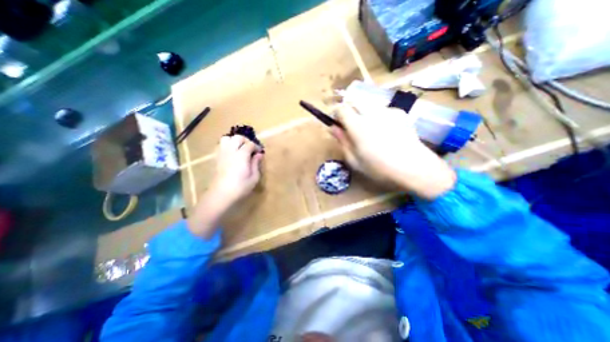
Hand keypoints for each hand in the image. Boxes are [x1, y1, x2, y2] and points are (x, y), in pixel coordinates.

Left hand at [185, 134, 262, 237]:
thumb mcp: (254, 177)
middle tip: (251, 148)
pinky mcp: (217, 158)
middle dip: (246, 140)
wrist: (221, 194)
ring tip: (240, 148)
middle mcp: (231, 151)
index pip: (250, 144)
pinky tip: (232, 153)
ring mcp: (222, 153)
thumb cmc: (241, 187)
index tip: (259, 152)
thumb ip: (256, 163)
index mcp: (242, 155)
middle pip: (238, 137)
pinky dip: (227, 145)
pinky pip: (221, 145)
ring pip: (227, 138)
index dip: (256, 146)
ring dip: (235, 141)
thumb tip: (259, 154)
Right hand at [332, 102, 454, 200]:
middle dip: (349, 111)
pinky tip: (386, 131)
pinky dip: (379, 116)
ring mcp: (387, 111)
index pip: (341, 108)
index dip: (336, 114)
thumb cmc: (379, 168)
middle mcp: (371, 113)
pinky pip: (383, 110)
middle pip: (355, 101)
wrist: (414, 167)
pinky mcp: (400, 113)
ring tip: (370, 131)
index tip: (337, 123)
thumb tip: (333, 128)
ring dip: (364, 113)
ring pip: (368, 105)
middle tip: (352, 127)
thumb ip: (342, 141)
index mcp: (357, 125)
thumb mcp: (354, 160)